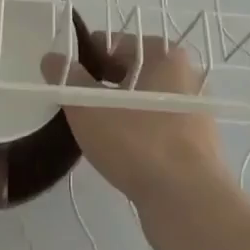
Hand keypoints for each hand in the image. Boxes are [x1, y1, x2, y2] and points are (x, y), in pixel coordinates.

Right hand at [42, 33, 230, 222]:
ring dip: (120, 112)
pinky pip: (158, 130)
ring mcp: (195, 114)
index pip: (118, 43)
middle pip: (133, 72)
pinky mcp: (197, 147)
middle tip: (78, 106)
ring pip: (145, 103)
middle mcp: (186, 77)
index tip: (68, 78)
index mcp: (166, 54)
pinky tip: (120, 153)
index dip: (88, 57)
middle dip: (103, 85)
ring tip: (95, 131)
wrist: (189, 205)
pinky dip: (138, 135)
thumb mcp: (90, 107)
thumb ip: (68, 79)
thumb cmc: (139, 143)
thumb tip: (52, 59)